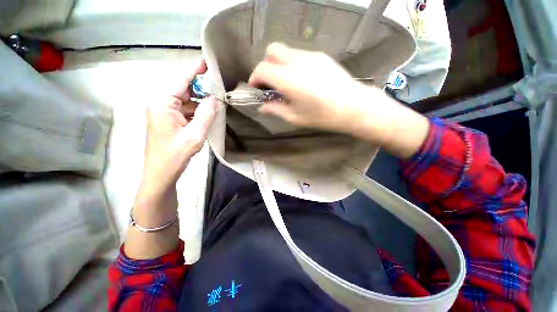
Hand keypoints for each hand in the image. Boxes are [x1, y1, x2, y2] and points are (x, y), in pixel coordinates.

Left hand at [138, 60, 216, 205]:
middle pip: (183, 90)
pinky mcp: (169, 120)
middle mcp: (161, 103)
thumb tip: (215, 98)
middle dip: (201, 88)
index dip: (195, 70)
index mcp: (162, 103)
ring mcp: (164, 112)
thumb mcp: (195, 134)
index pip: (181, 80)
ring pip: (185, 101)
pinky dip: (196, 110)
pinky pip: (185, 110)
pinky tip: (208, 114)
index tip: (207, 62)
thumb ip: (206, 114)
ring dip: (200, 102)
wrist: (162, 173)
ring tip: (217, 101)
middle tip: (219, 87)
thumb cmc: (176, 154)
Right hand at [249, 42, 364, 133]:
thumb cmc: (322, 116)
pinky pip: (299, 55)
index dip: (255, 78)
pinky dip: (292, 64)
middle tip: (270, 83)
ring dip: (279, 64)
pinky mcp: (321, 56)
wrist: (353, 106)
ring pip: (286, 51)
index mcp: (288, 79)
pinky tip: (301, 79)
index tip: (256, 88)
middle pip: (272, 51)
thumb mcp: (295, 117)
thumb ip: (276, 110)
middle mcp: (297, 62)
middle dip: (266, 65)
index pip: (262, 69)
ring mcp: (310, 56)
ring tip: (286, 83)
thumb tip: (262, 107)